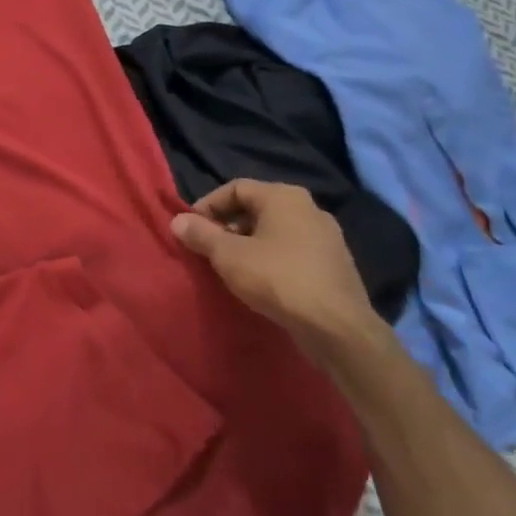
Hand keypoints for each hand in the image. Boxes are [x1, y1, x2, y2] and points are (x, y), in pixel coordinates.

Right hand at [171, 180, 383, 364]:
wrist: (337, 327)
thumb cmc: (278, 279)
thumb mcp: (229, 256)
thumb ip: (201, 234)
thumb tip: (177, 220)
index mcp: (284, 196)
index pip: (236, 187)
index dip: (208, 205)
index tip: (191, 229)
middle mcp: (309, 208)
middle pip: (257, 208)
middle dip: (228, 226)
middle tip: (209, 249)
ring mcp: (327, 236)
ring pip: (276, 230)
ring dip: (249, 243)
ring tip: (232, 267)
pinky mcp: (334, 263)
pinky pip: (293, 250)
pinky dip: (272, 258)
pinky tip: (262, 281)